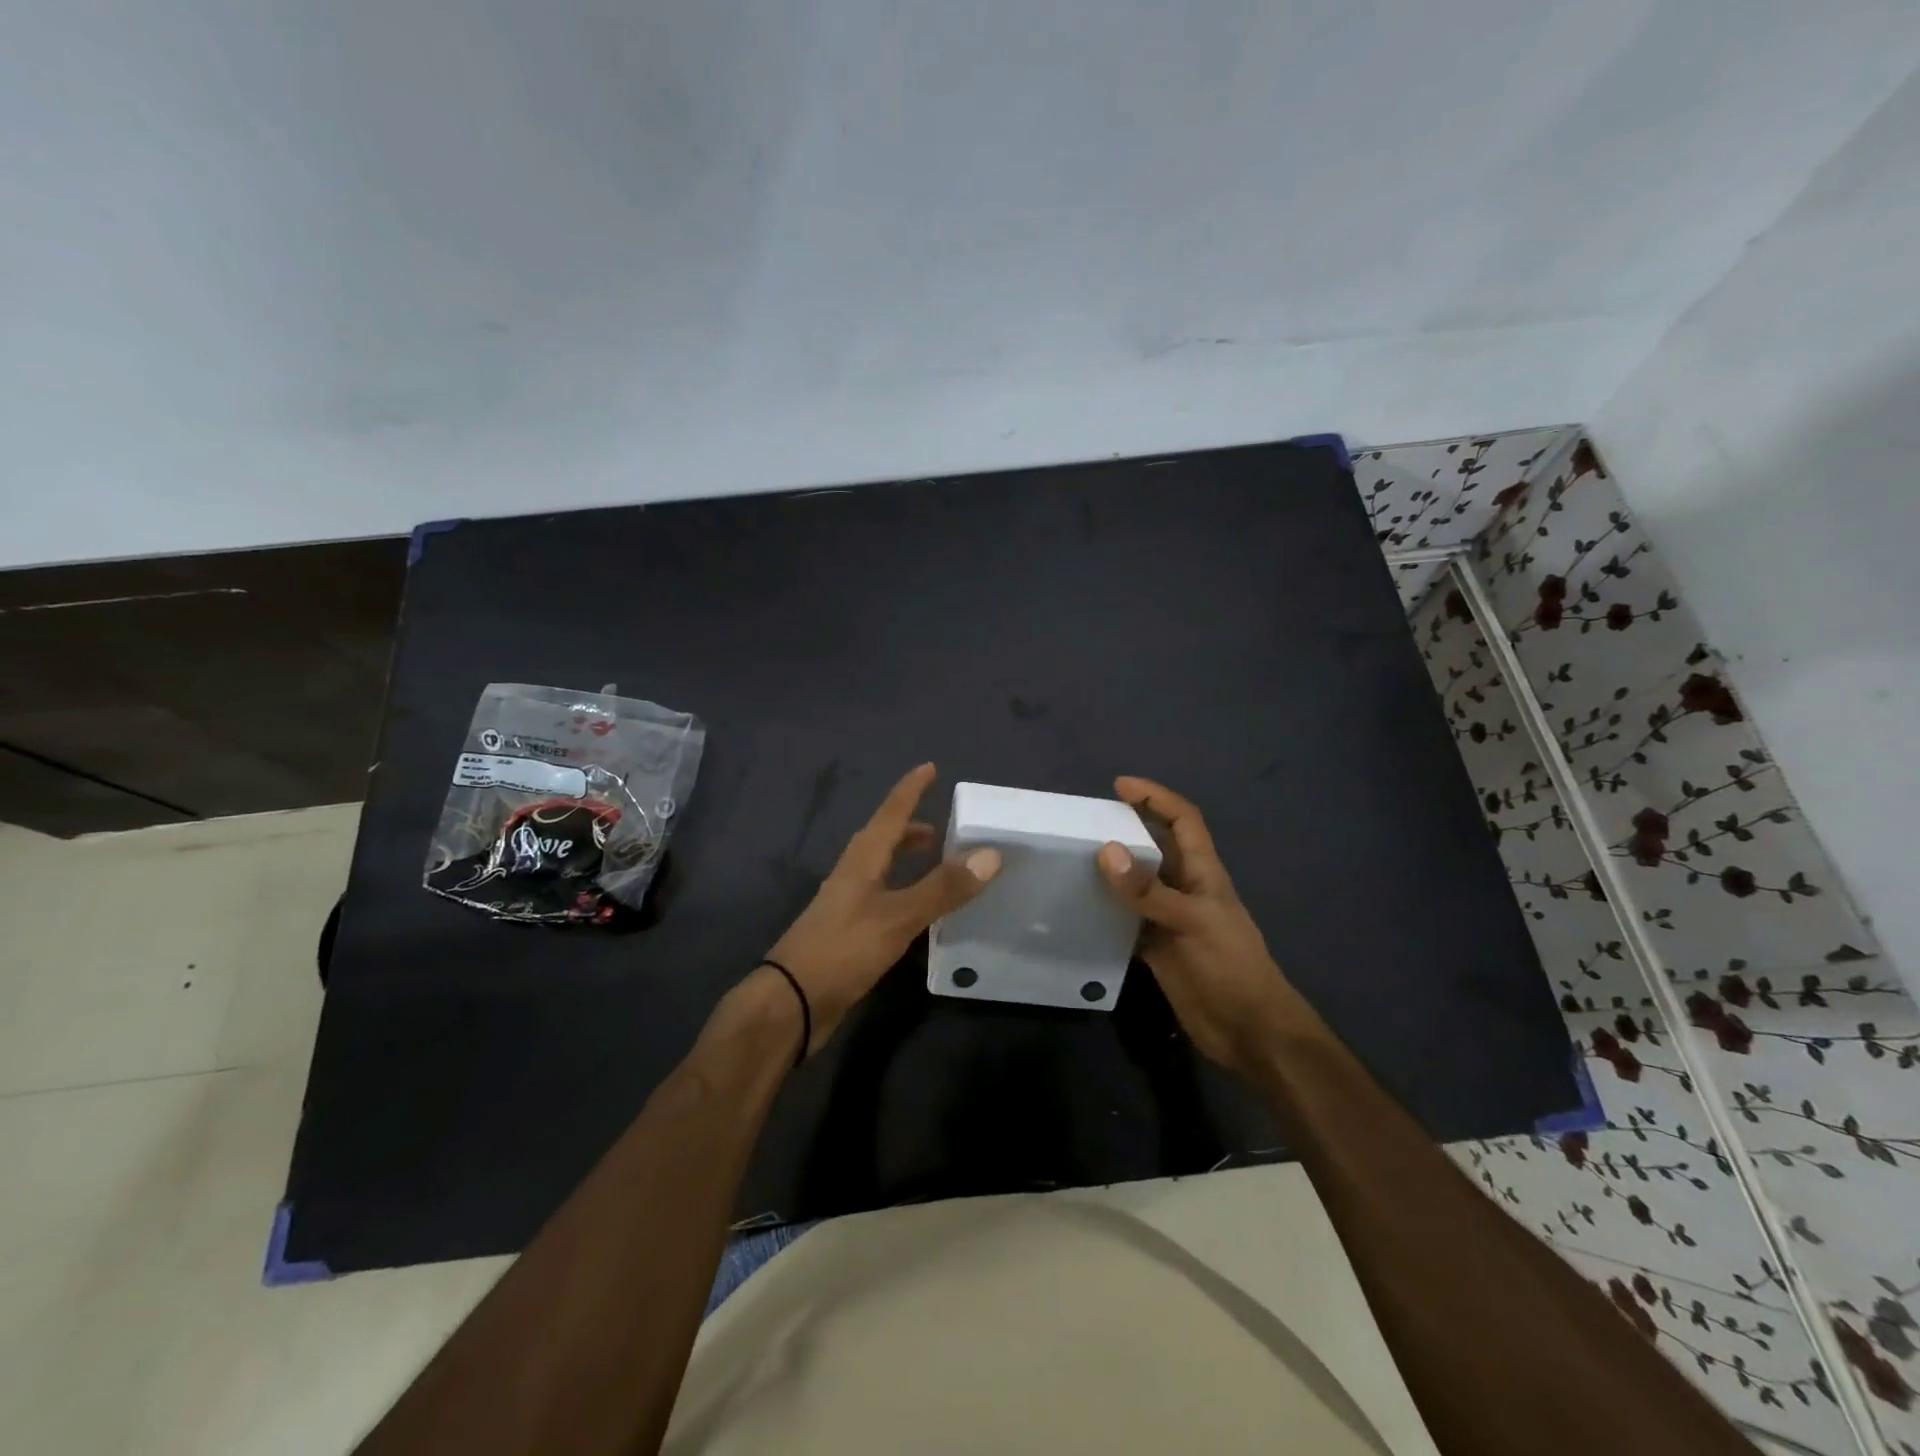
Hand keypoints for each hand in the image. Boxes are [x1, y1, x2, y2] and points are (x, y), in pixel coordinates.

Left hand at [763, 763, 1000, 1054]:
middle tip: (942, 829)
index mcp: (862, 860)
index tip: (930, 767)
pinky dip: (904, 893)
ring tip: (937, 866)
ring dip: (907, 861)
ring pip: (881, 870)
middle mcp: (853, 875)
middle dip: (911, 829)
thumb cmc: (842, 949)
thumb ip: (942, 887)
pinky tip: (919, 913)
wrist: (791, 1003)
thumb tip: (991, 854)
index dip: (910, 790)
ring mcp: (847, 905)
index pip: (890, 813)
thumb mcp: (898, 916)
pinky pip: (882, 899)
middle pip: (883, 840)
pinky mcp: (848, 934)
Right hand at [1097, 776, 1298, 1080]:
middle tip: (1083, 823)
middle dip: (1126, 828)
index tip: (1119, 786)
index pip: (1182, 820)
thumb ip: (1149, 890)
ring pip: (1136, 883)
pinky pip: (1125, 918)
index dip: (1156, 797)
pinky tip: (1077, 908)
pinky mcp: (1156, 947)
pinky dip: (1105, 910)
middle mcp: (1184, 888)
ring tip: (1071, 858)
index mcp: (1203, 873)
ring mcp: (1168, 919)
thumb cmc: (1230, 968)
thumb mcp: (1192, 922)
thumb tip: (1106, 850)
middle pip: (1154, 846)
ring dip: (1110, 869)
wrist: (1248, 1032)